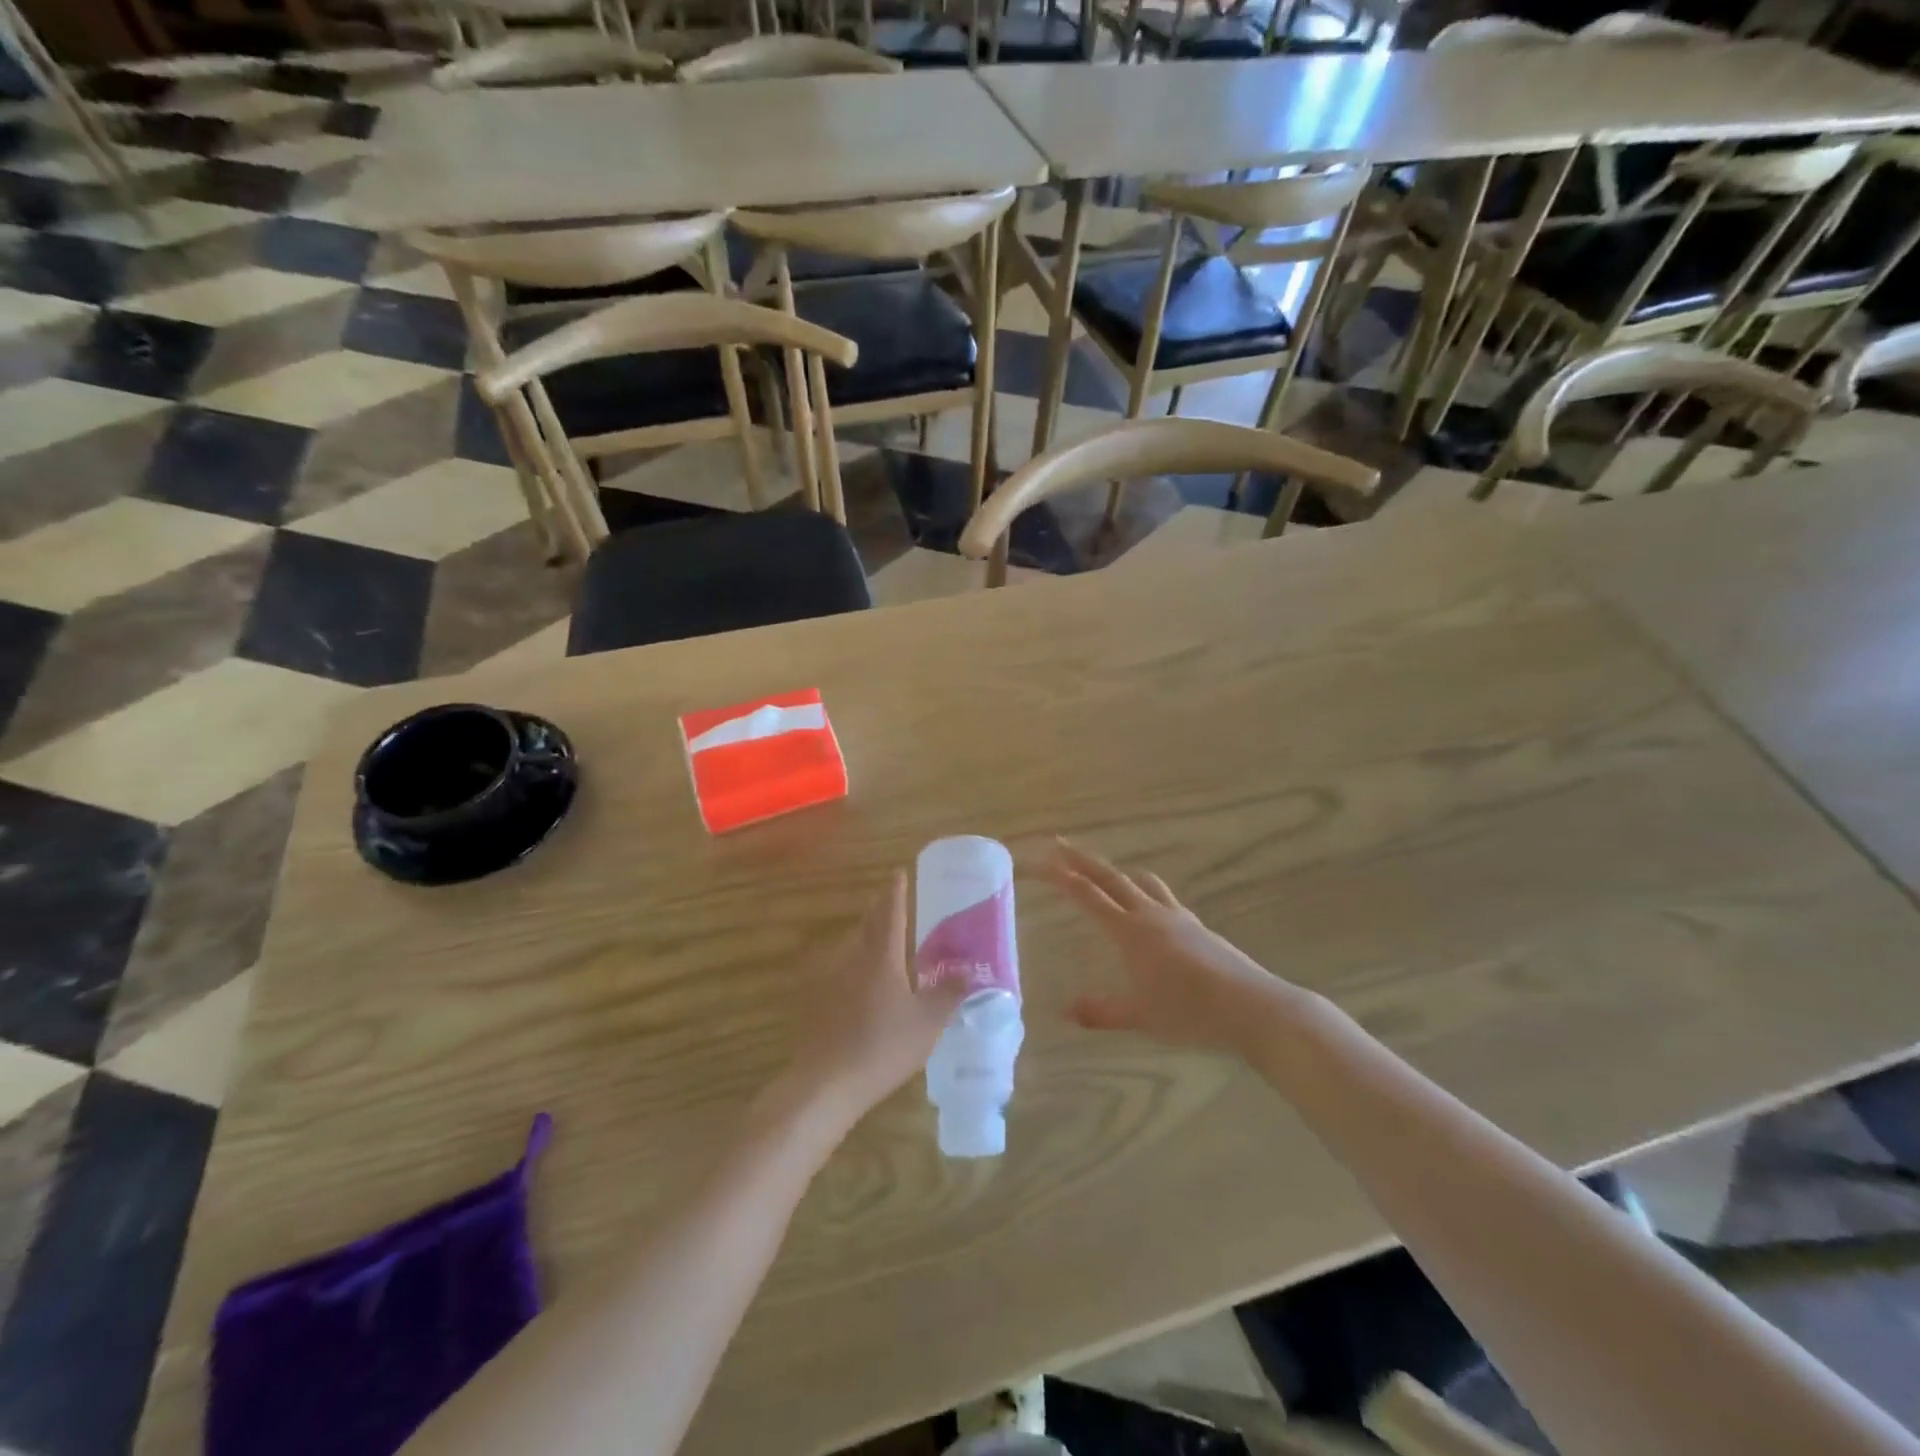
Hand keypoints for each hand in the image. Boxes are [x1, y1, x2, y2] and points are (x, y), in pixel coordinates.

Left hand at [784, 872, 965, 1122]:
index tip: (898, 873)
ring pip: (851, 948)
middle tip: (892, 905)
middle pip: (866, 926)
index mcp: (881, 956)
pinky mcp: (816, 1002)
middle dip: (879, 912)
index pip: (890, 913)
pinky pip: (839, 973)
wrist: (826, 1083)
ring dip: (866, 941)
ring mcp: (829, 980)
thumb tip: (968, 971)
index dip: (895, 892)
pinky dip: (853, 969)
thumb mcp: (928, 1022)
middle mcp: (852, 958)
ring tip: (882, 946)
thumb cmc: (883, 1046)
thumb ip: (949, 993)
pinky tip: (861, 988)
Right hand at [1046, 839, 1287, 1057]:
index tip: (1040, 861)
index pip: (1088, 896)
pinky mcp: (1196, 926)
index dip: (1061, 877)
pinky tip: (1147, 906)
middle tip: (1059, 844)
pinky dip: (1143, 889)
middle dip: (1081, 860)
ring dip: (1116, 871)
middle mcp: (1150, 914)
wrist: (1251, 1007)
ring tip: (1103, 872)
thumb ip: (1101, 1012)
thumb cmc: (1190, 1013)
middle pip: (1110, 877)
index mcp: (1131, 931)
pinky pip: (1162, 896)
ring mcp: (1177, 916)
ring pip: (1141, 881)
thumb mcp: (1140, 1017)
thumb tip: (1064, 1011)